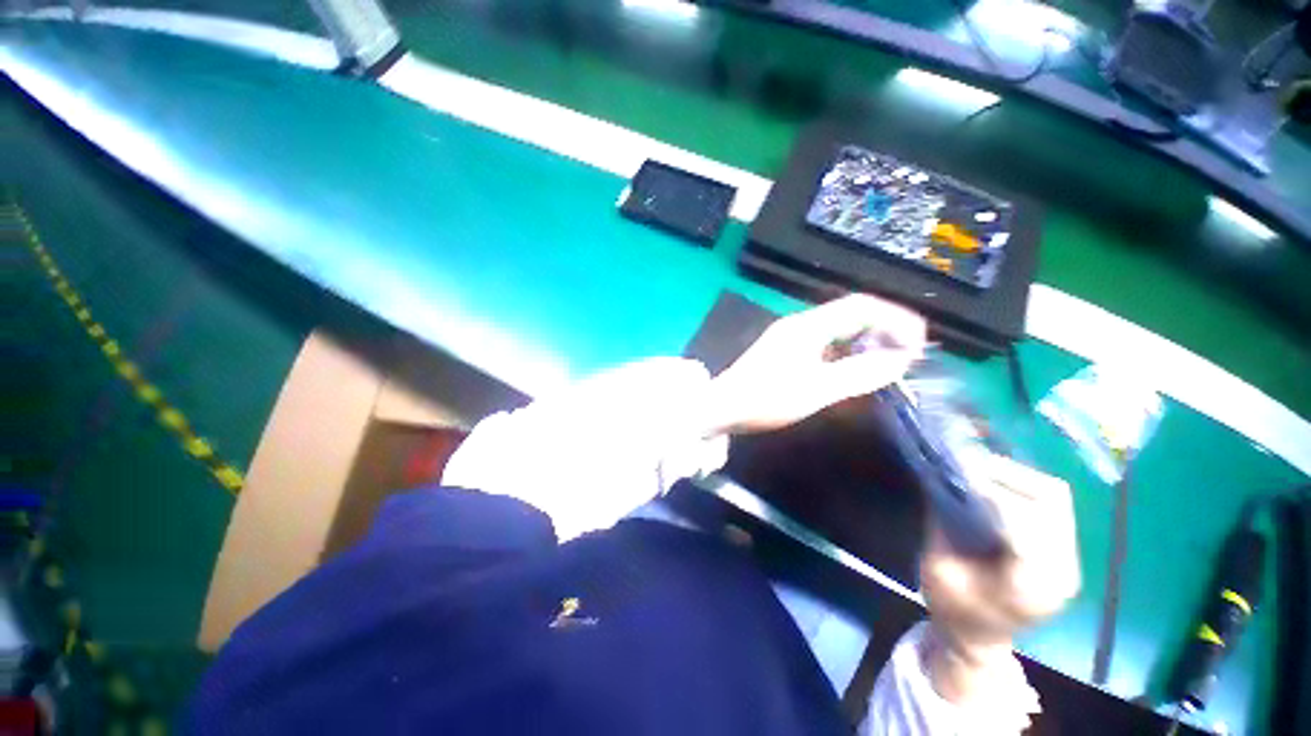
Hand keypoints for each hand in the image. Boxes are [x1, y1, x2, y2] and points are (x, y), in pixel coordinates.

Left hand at [702, 294, 926, 435]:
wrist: (721, 407)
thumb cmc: (765, 399)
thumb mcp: (816, 390)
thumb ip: (858, 375)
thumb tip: (900, 361)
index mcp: (807, 326)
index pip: (861, 307)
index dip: (896, 319)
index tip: (921, 342)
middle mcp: (801, 325)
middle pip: (851, 314)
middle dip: (885, 328)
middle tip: (910, 354)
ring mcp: (791, 337)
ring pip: (839, 329)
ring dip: (867, 340)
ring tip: (890, 361)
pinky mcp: (786, 352)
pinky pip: (827, 344)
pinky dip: (848, 351)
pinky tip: (857, 368)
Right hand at [919, 455, 1080, 702]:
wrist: (979, 639)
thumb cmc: (952, 608)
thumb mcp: (936, 569)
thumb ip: (943, 524)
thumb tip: (941, 477)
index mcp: (1028, 586)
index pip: (1024, 524)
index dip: (991, 492)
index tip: (958, 472)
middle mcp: (1061, 569)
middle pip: (1050, 502)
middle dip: (1006, 475)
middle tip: (966, 464)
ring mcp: (1068, 559)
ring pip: (1055, 497)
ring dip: (1017, 475)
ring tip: (980, 469)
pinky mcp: (1063, 550)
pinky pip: (1051, 504)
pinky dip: (1023, 485)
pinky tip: (996, 484)